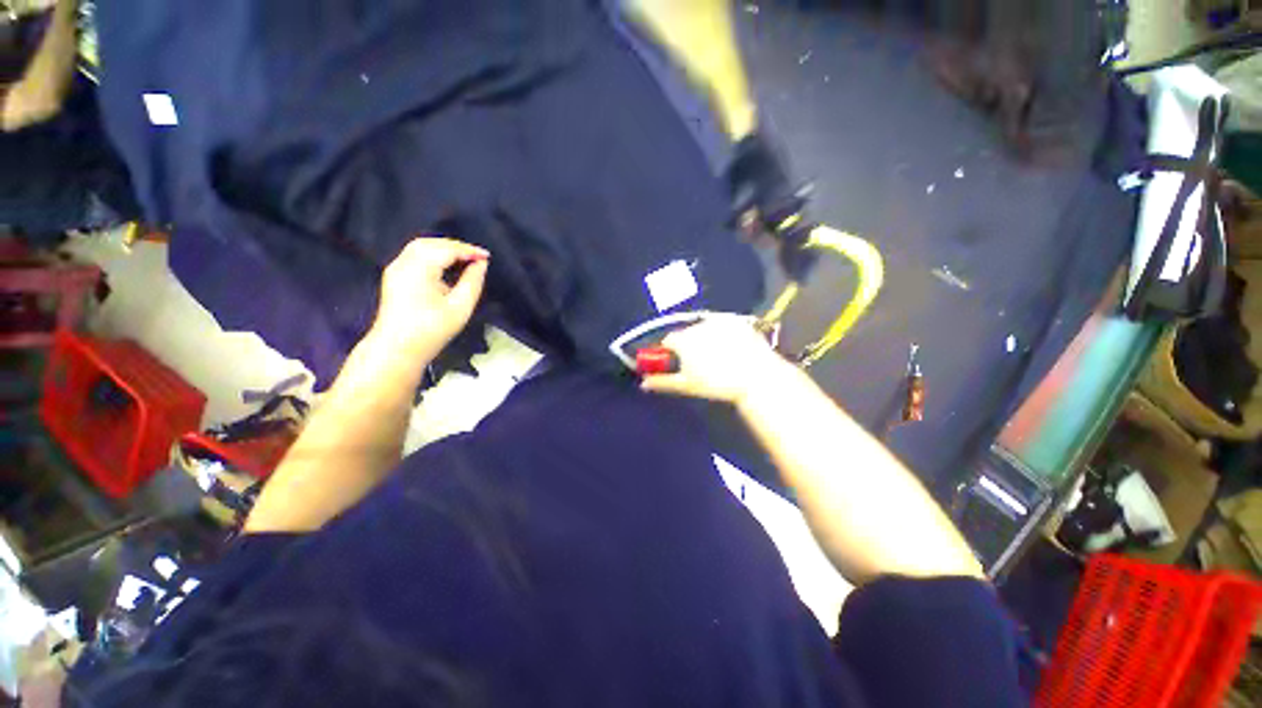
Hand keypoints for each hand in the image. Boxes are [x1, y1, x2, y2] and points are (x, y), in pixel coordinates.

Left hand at [373, 237, 488, 356]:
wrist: (397, 349)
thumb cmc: (432, 330)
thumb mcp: (460, 307)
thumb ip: (473, 282)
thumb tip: (481, 264)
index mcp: (419, 269)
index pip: (446, 249)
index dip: (469, 250)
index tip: (487, 257)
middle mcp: (403, 263)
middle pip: (431, 243)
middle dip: (456, 246)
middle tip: (477, 256)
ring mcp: (395, 269)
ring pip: (421, 247)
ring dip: (444, 249)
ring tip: (465, 260)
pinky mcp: (394, 277)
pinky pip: (415, 256)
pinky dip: (433, 255)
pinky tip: (446, 266)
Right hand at [640, 314, 789, 404]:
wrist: (756, 377)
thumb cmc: (717, 383)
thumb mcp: (687, 385)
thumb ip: (662, 382)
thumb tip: (643, 383)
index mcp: (683, 340)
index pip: (668, 341)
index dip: (670, 351)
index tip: (676, 361)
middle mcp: (697, 325)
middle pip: (686, 333)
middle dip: (689, 344)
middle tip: (700, 362)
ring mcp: (718, 321)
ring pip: (704, 328)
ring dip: (705, 337)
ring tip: (719, 355)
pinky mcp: (736, 320)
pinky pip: (723, 324)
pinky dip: (723, 332)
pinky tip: (732, 346)